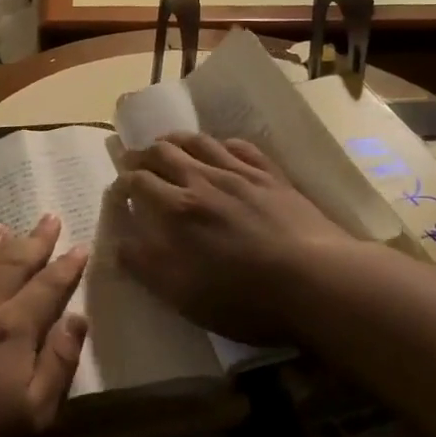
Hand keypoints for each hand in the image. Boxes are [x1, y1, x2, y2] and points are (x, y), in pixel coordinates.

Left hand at [0, 215, 88, 436]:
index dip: (65, 267)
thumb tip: (77, 318)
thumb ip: (59, 362)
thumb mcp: (37, 412)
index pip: (46, 288)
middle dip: (32, 242)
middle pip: (10, 268)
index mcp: (13, 330)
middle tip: (47, 217)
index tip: (80, 245)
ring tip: (0, 227)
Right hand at [111, 132, 351, 344]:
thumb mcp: (183, 294)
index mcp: (177, 209)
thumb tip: (118, 243)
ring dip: (175, 140)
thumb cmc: (245, 297)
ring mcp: (240, 174)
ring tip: (166, 144)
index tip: (117, 192)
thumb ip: (145, 266)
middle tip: (133, 162)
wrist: (318, 283)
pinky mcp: (272, 176)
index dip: (122, 184)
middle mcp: (203, 180)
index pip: (138, 182)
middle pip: (163, 153)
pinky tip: (220, 149)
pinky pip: (240, 147)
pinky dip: (221, 143)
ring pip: (199, 142)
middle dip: (142, 155)